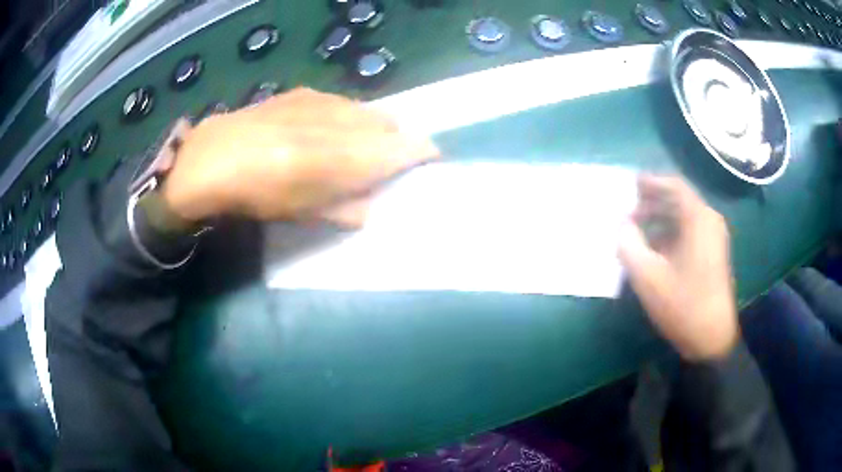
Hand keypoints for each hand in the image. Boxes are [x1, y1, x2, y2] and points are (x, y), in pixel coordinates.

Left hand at [161, 87, 439, 226]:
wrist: (215, 157)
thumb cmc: (262, 194)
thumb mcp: (307, 214)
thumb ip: (347, 209)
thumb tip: (369, 206)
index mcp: (352, 156)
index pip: (407, 147)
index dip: (424, 152)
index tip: (428, 161)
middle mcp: (346, 121)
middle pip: (390, 124)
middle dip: (396, 140)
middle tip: (387, 161)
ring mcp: (325, 101)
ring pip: (366, 110)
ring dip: (371, 127)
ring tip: (356, 145)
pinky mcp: (304, 93)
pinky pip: (340, 102)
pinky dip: (346, 115)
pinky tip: (326, 129)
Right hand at [618, 175, 737, 360]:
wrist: (712, 339)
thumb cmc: (683, 304)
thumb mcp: (649, 276)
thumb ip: (629, 244)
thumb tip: (621, 225)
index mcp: (699, 219)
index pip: (674, 185)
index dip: (650, 182)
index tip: (628, 185)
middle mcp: (709, 221)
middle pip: (678, 199)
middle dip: (651, 202)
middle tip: (627, 212)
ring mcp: (713, 238)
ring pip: (683, 217)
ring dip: (659, 218)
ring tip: (635, 230)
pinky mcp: (712, 254)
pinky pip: (688, 232)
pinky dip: (669, 233)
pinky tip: (652, 247)